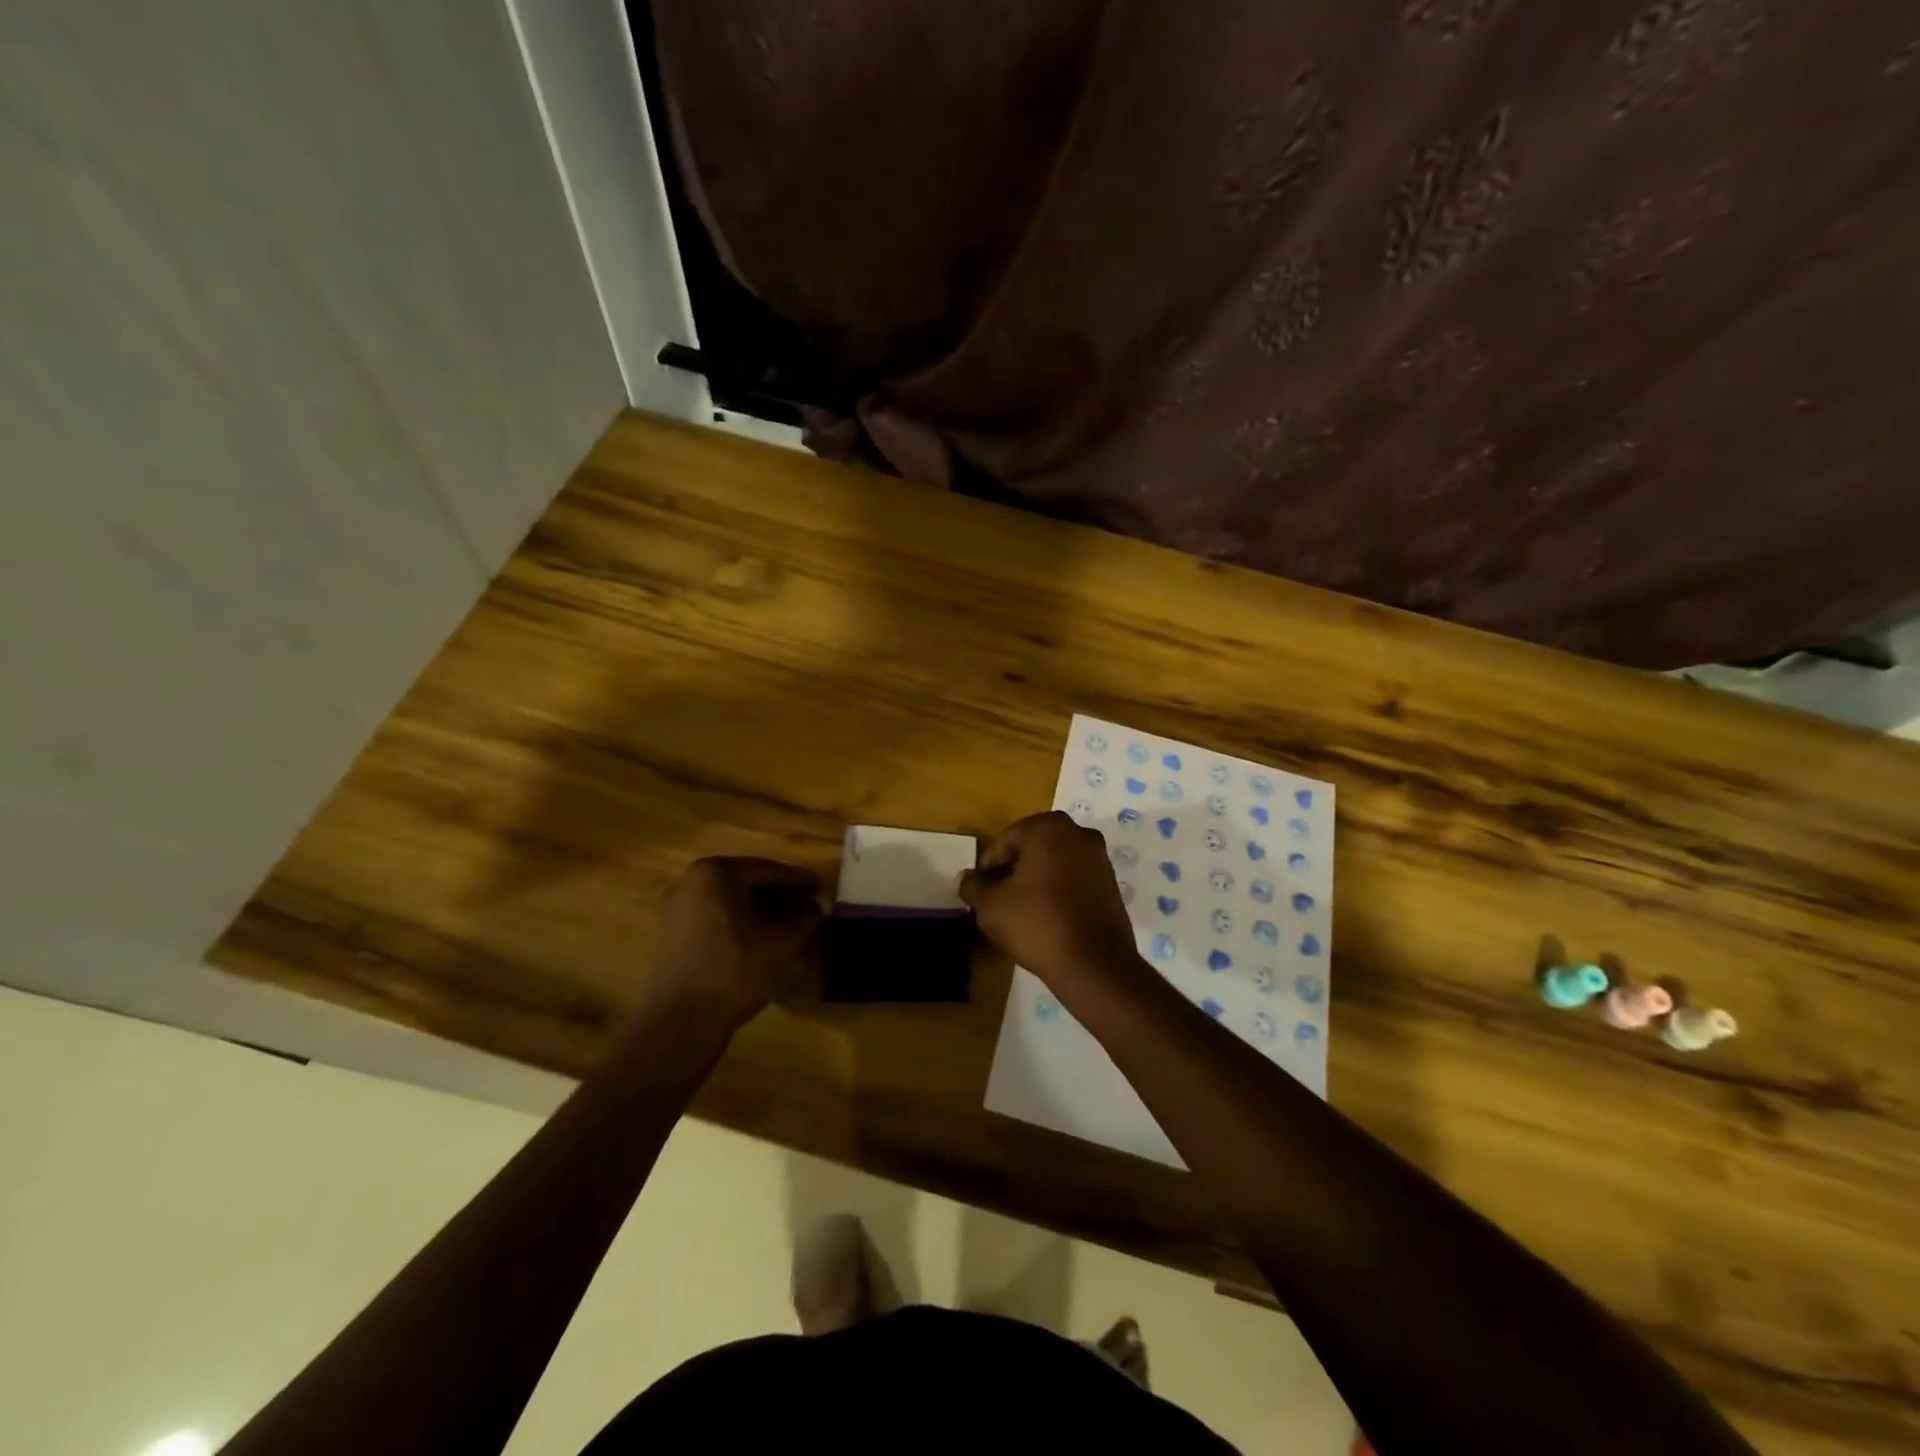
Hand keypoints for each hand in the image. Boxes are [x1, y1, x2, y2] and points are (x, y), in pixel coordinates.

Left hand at [646, 858, 824, 1030]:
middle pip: (747, 882)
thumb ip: (805, 916)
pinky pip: (715, 917)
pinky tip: (762, 939)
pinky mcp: (672, 934)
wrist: (680, 1021)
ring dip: (761, 910)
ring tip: (790, 924)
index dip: (800, 880)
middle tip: (810, 905)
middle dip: (780, 894)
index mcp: (715, 873)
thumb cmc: (734, 970)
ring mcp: (677, 908)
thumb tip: (818, 905)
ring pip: (731, 901)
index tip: (823, 888)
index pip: (768, 870)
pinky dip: (740, 922)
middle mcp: (690, 881)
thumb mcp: (782, 942)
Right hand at [959, 812, 1143, 993]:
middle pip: (1032, 849)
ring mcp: (1100, 859)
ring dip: (1035, 881)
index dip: (988, 866)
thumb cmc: (1038, 923)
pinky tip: (1045, 918)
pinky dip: (1057, 892)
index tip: (979, 890)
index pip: (1006, 840)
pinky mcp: (1112, 885)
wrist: (1094, 964)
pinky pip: (1074, 880)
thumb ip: (974, 886)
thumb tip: (966, 879)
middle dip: (1012, 871)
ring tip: (1018, 912)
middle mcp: (1079, 834)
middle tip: (996, 899)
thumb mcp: (992, 906)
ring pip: (1055, 864)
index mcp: (1049, 828)